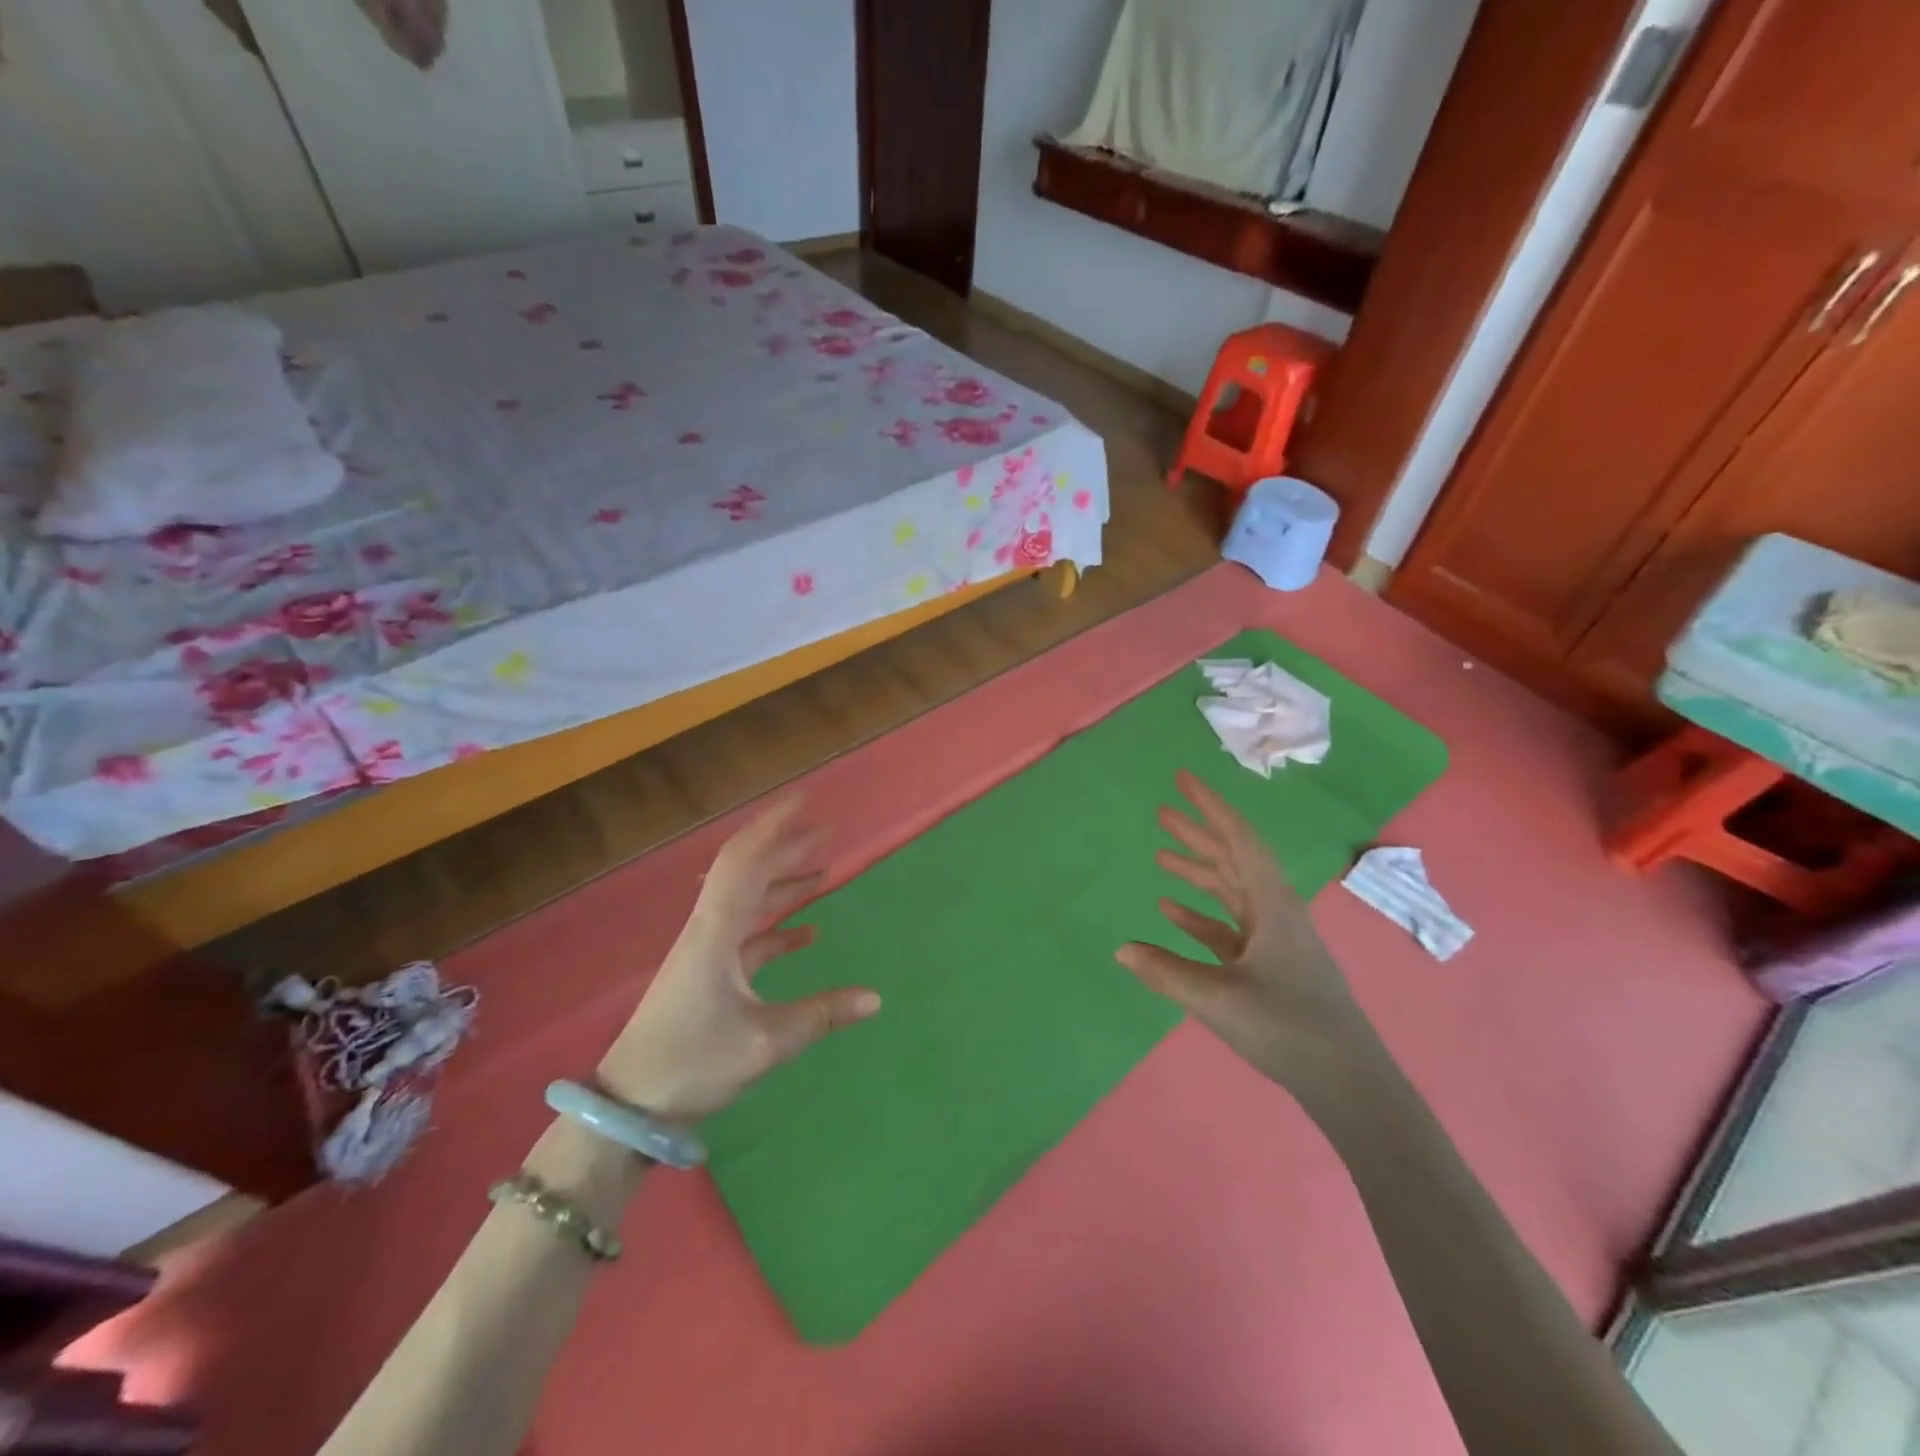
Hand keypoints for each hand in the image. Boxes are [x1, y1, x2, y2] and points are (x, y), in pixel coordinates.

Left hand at [597, 798, 879, 1121]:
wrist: (631, 1104)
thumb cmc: (692, 1063)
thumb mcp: (765, 1043)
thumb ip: (821, 1015)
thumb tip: (876, 998)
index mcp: (717, 932)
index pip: (745, 862)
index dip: (773, 827)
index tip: (804, 802)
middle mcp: (710, 930)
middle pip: (749, 873)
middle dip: (786, 848)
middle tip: (827, 831)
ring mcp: (707, 951)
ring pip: (749, 901)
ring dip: (784, 883)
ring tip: (824, 870)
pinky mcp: (708, 972)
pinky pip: (748, 934)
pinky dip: (777, 926)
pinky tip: (807, 933)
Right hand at [1117, 771, 1381, 1096]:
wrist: (1347, 1082)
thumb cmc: (1289, 1029)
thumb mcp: (1219, 1000)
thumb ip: (1167, 972)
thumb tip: (1120, 948)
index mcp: (1272, 904)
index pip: (1238, 839)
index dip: (1210, 805)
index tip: (1182, 779)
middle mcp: (1274, 911)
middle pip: (1232, 858)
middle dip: (1198, 833)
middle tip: (1161, 811)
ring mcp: (1273, 938)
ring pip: (1230, 890)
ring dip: (1198, 870)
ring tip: (1160, 854)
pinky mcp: (1268, 964)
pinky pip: (1227, 926)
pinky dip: (1200, 914)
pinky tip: (1170, 910)